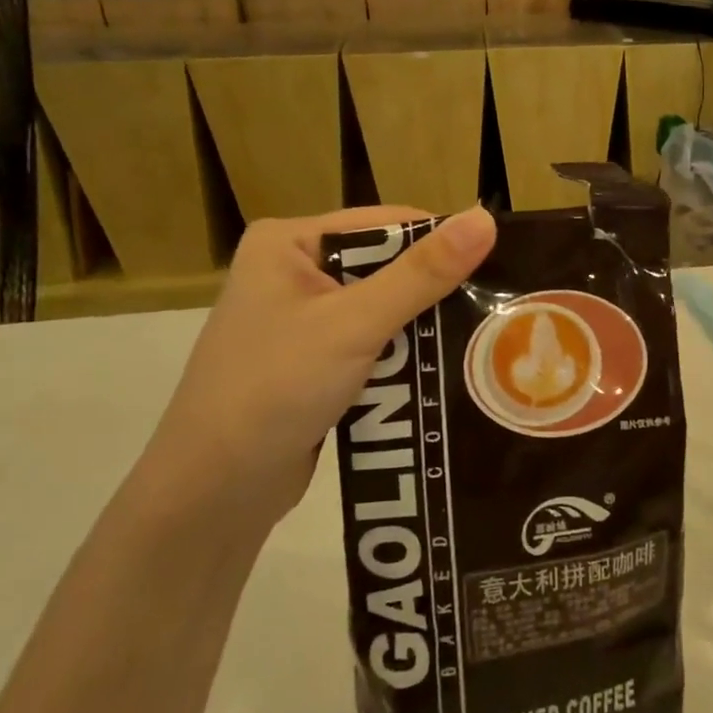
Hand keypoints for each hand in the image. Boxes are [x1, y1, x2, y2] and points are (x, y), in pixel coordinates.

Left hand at [144, 206, 496, 529]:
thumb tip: (484, 218)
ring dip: (424, 329)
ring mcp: (302, 319)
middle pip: (387, 266)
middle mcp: (294, 271)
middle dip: (435, 292)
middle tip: (498, 308)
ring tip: (483, 341)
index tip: (500, 265)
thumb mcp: (354, 324)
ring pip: (385, 309)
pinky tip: (444, 371)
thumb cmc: (275, 390)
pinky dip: (404, 357)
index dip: (441, 241)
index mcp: (289, 242)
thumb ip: (422, 273)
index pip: (386, 224)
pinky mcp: (313, 361)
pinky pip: (373, 344)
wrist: (213, 494)